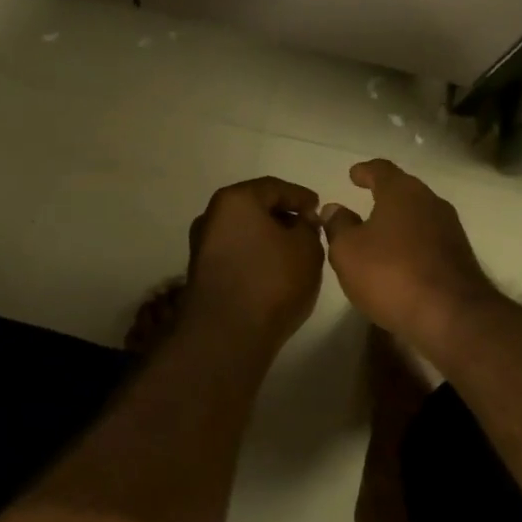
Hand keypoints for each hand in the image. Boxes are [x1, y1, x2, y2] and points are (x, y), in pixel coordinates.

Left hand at [182, 177, 325, 352]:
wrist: (227, 334)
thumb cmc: (272, 280)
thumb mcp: (307, 248)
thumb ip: (308, 227)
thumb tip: (300, 222)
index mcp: (235, 200)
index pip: (274, 187)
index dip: (301, 196)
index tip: (319, 209)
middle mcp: (211, 217)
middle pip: (254, 208)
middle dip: (283, 216)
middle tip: (308, 229)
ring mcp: (202, 246)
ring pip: (243, 232)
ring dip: (268, 238)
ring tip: (295, 252)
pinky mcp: (202, 273)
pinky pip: (236, 253)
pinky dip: (256, 255)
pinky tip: (275, 270)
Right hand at [320, 160, 498, 351]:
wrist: (451, 315)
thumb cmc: (391, 274)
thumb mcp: (347, 251)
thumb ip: (338, 226)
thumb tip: (334, 208)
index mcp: (402, 192)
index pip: (381, 170)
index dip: (365, 171)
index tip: (354, 174)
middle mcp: (430, 202)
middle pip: (404, 191)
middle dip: (384, 196)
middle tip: (364, 202)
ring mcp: (450, 229)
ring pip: (418, 216)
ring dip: (399, 222)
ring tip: (379, 235)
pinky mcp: (459, 256)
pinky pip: (428, 241)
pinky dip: (412, 244)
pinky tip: (399, 260)